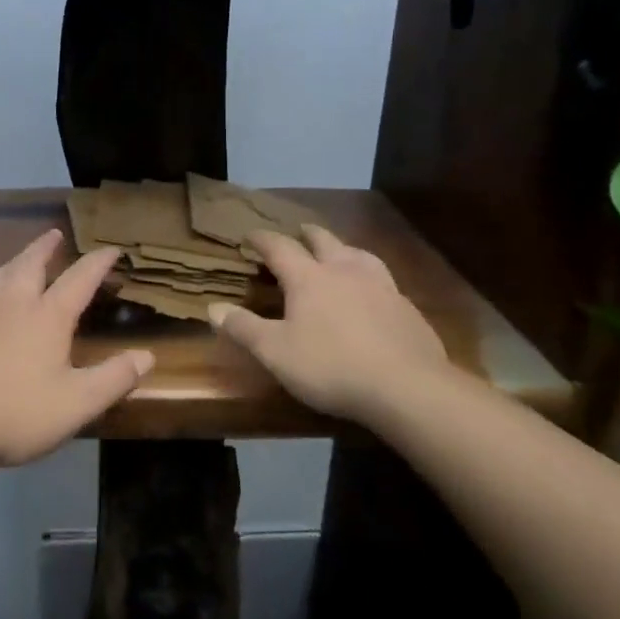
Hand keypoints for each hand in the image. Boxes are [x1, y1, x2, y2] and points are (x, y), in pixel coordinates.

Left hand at [0, 231, 152, 467]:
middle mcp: (12, 306)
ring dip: (16, 260)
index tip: (111, 249)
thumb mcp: (76, 403)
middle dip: (45, 248)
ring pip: (0, 276)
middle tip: (54, 234)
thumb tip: (147, 356)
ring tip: (22, 258)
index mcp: (46, 317)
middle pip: (30, 264)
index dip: (97, 263)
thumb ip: (113, 379)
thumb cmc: (15, 413)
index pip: (78, 279)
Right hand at [208, 225, 451, 425]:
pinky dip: (370, 277)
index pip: (280, 247)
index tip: (250, 235)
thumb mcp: (276, 352)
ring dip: (343, 249)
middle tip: (298, 231)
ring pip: (358, 254)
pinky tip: (373, 293)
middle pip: (323, 240)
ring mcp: (380, 285)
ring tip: (339, 252)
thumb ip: (243, 328)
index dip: (262, 239)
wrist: (407, 387)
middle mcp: (344, 270)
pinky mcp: (407, 307)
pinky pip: (384, 280)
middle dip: (307, 234)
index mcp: (309, 278)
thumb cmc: (331, 366)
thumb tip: (212, 307)